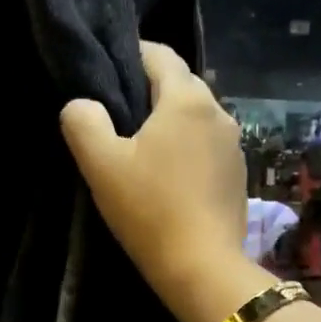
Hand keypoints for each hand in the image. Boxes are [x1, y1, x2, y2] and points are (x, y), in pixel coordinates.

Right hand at [59, 43, 270, 321]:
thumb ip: (83, 122)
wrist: (203, 267)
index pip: (159, 54)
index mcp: (187, 99)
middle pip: (180, 84)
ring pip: (196, 116)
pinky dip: (187, 148)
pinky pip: (208, 146)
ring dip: (170, 122)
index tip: (107, 73)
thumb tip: (82, 104)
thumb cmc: (149, 210)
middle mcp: (219, 112)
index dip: (130, 55)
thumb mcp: (101, 165)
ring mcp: (234, 145)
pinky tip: (170, 175)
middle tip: (117, 114)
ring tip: (142, 146)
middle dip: (150, 90)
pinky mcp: (239, 175)